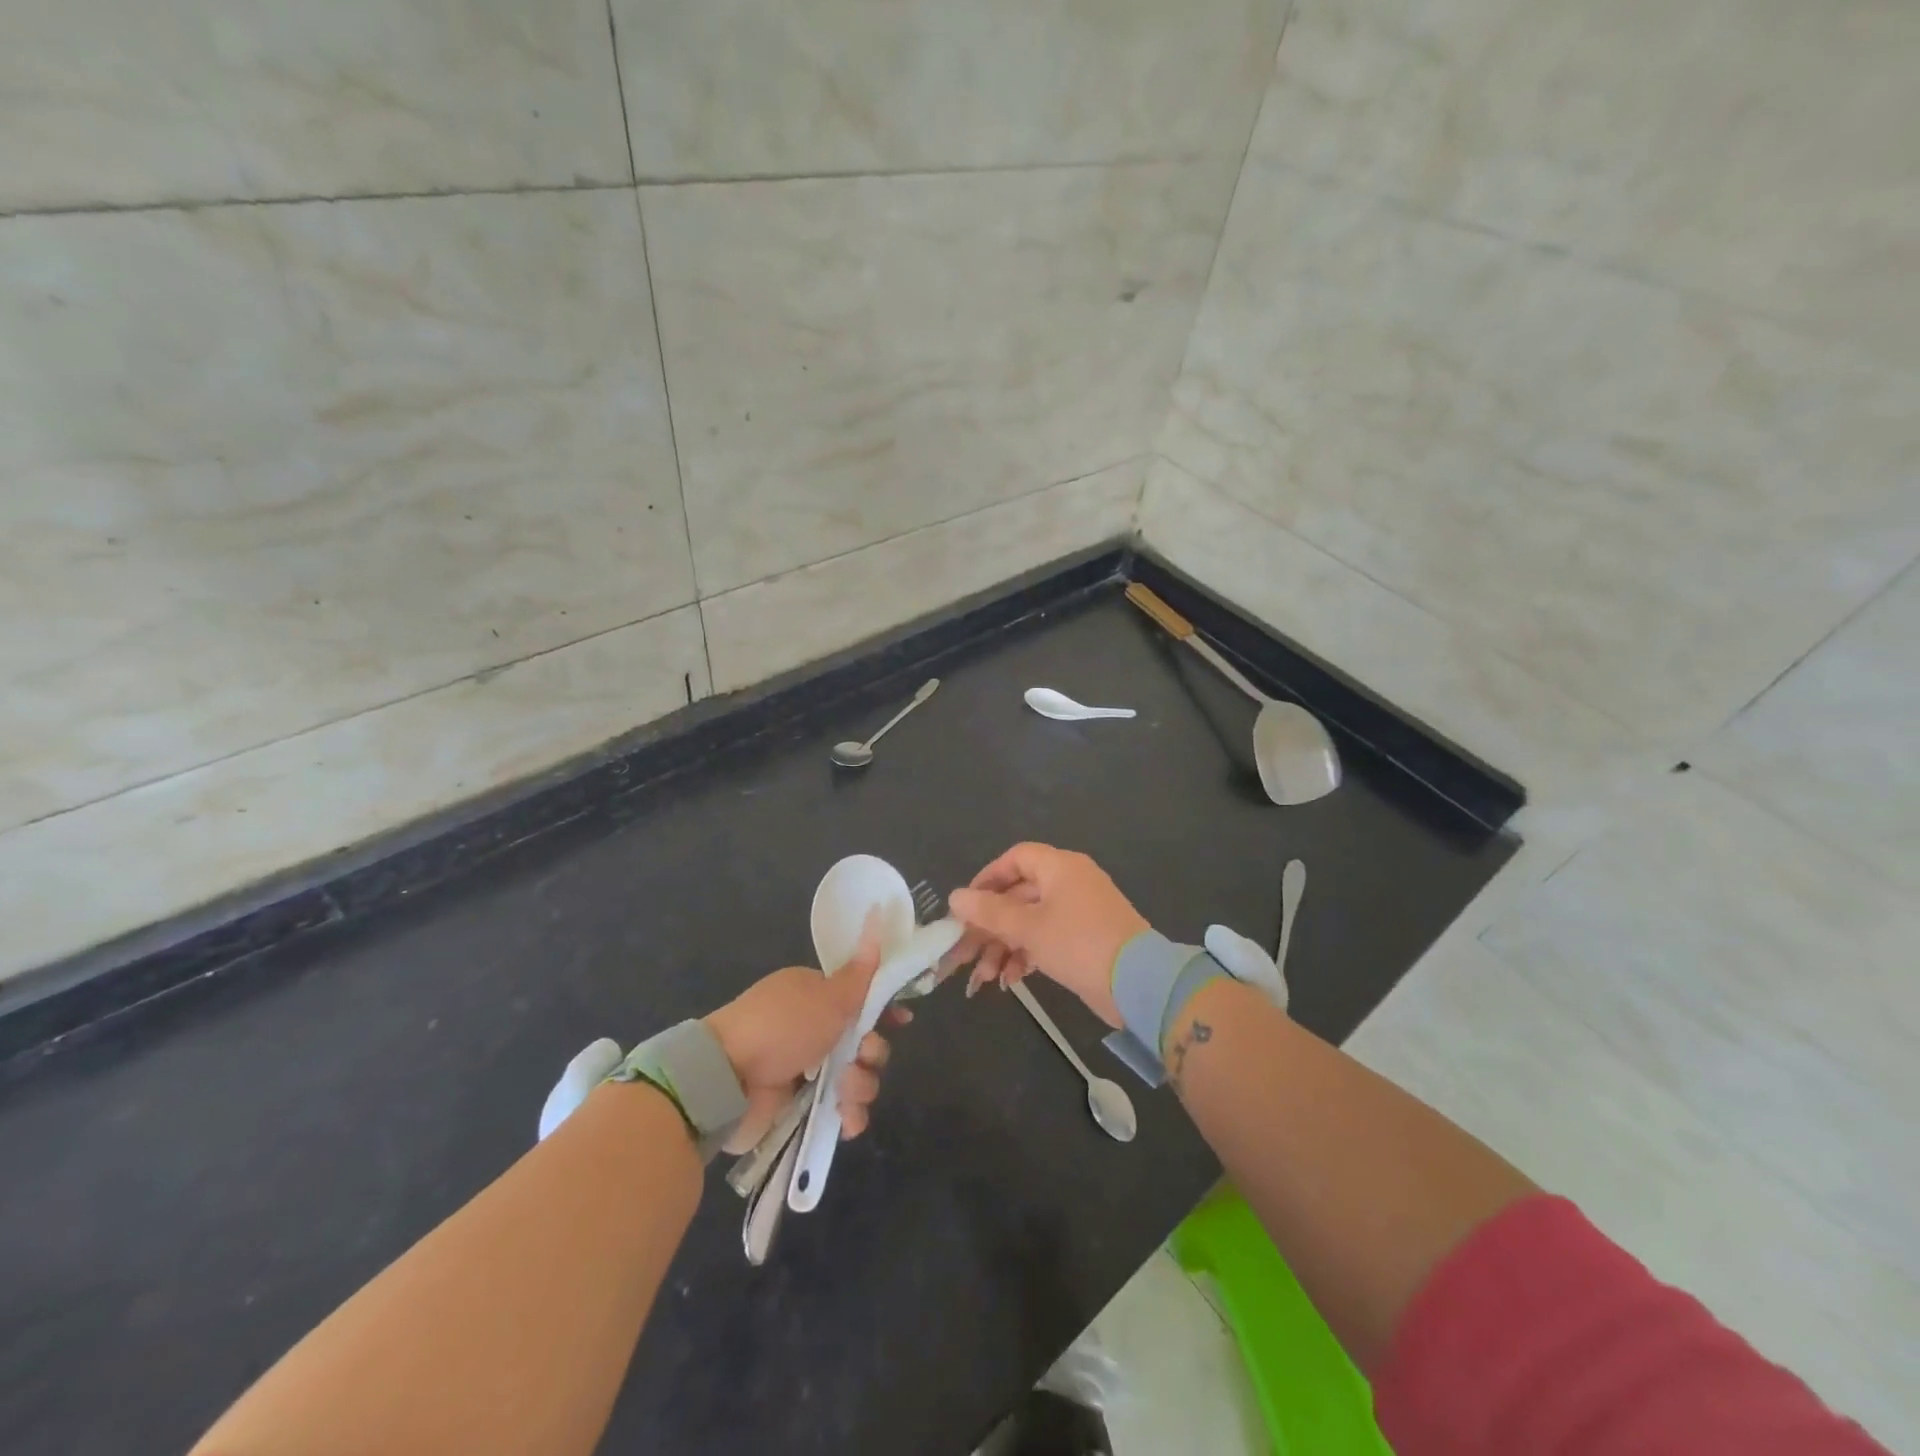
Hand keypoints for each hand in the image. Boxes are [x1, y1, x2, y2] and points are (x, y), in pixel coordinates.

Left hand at [704, 925, 906, 1152]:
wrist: (727, 1080)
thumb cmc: (781, 1026)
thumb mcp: (827, 995)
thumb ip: (860, 972)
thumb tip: (876, 917)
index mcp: (816, 996)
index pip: (861, 999)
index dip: (884, 1010)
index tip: (901, 1021)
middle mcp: (812, 1029)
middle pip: (863, 1041)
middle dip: (872, 1052)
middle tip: (862, 1056)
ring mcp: (805, 1069)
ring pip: (855, 1077)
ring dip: (860, 1086)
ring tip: (844, 1093)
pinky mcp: (799, 1106)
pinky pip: (838, 1110)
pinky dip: (847, 1116)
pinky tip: (846, 1120)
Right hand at [948, 844, 1148, 1027]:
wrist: (1139, 983)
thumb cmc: (1078, 943)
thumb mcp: (1028, 927)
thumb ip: (989, 912)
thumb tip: (955, 896)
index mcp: (1060, 867)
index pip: (1015, 858)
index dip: (987, 878)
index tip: (965, 905)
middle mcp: (1070, 882)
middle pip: (1018, 895)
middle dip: (990, 926)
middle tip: (965, 953)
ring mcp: (1080, 912)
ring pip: (1031, 921)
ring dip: (1005, 946)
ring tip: (986, 978)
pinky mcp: (1086, 939)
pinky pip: (1048, 939)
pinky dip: (1028, 955)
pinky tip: (1011, 981)